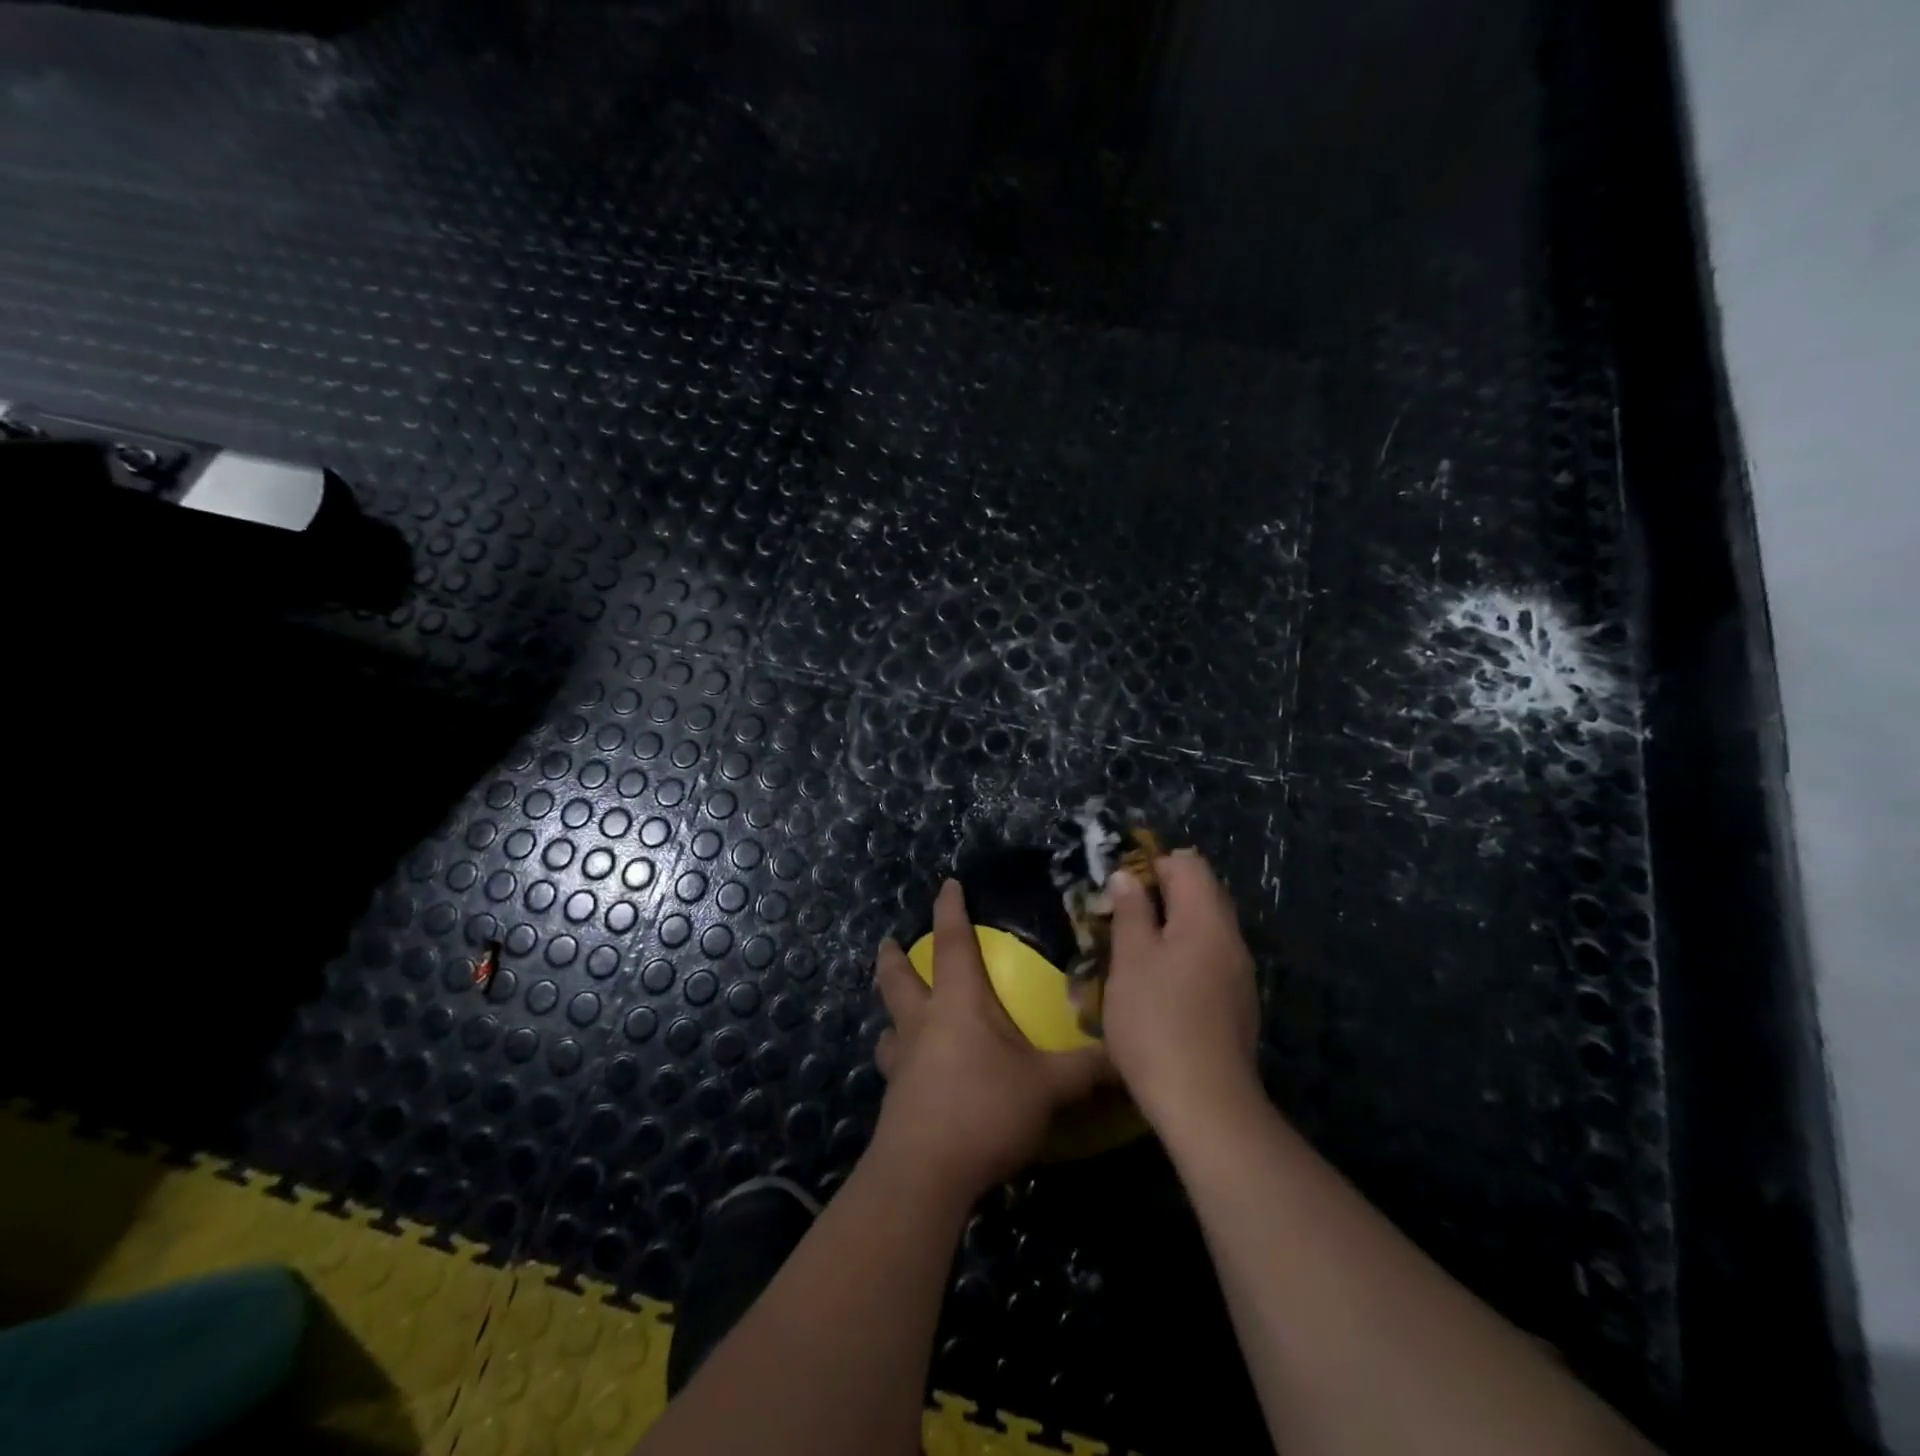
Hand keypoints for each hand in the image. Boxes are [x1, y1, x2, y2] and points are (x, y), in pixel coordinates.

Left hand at [871, 880, 1108, 1200]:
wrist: (925, 1174)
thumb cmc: (985, 1110)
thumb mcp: (1047, 1087)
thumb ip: (1086, 1069)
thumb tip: (1127, 1055)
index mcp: (958, 1003)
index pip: (952, 942)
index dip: (950, 910)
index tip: (947, 884)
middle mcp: (922, 1023)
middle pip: (898, 979)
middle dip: (893, 958)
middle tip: (889, 943)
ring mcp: (902, 1063)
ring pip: (888, 1026)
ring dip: (891, 1014)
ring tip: (896, 1016)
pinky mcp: (896, 1100)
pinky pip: (894, 1067)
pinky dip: (900, 1059)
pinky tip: (912, 1075)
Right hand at [1102, 849, 1261, 1133]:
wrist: (1204, 1102)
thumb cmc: (1157, 1021)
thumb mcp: (1130, 960)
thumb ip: (1131, 911)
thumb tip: (1128, 877)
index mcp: (1207, 919)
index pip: (1188, 864)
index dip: (1151, 864)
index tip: (1118, 886)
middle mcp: (1231, 938)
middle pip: (1200, 894)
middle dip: (1158, 896)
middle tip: (1119, 917)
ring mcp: (1238, 974)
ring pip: (1202, 930)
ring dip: (1167, 929)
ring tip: (1130, 952)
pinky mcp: (1235, 1004)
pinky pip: (1208, 960)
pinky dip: (1181, 957)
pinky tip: (1155, 986)